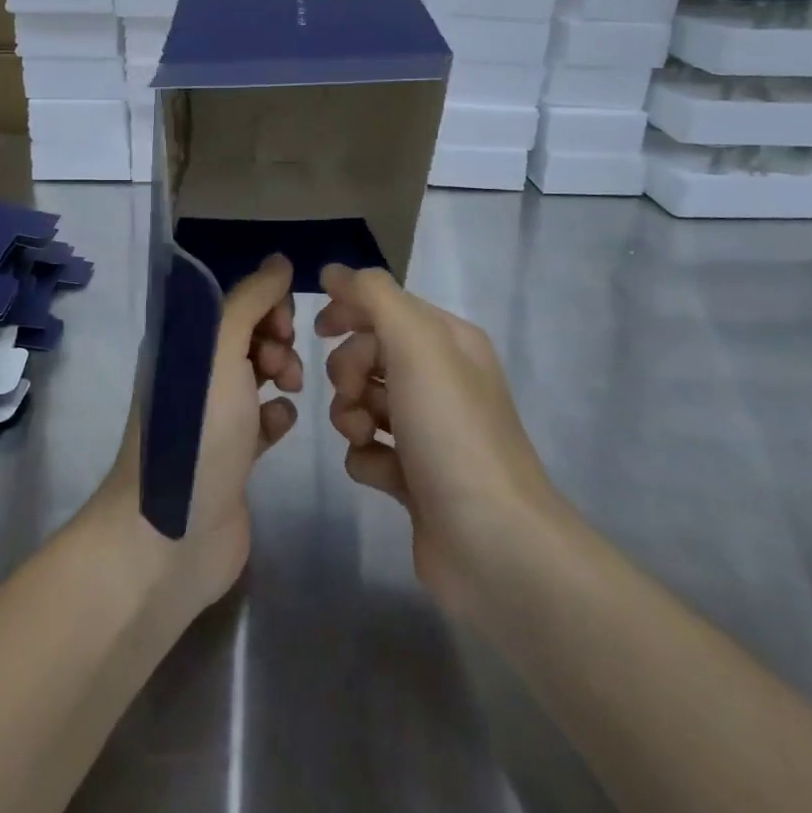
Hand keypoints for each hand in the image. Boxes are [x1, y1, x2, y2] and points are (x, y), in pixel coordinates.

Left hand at [98, 254, 301, 613]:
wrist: (172, 534)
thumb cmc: (196, 432)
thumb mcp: (219, 351)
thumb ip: (250, 301)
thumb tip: (279, 261)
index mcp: (181, 343)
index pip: (229, 300)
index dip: (263, 302)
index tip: (284, 321)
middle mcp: (194, 373)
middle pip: (246, 334)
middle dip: (275, 336)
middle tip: (281, 362)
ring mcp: (212, 416)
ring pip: (258, 374)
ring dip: (281, 371)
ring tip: (288, 388)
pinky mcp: (233, 455)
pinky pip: (263, 419)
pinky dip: (276, 415)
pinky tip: (280, 424)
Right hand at [315, 265, 563, 611]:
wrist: (491, 541)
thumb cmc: (451, 429)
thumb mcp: (416, 343)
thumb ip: (373, 297)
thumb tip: (335, 271)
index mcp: (448, 341)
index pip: (386, 305)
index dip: (350, 310)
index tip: (319, 328)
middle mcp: (441, 379)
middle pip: (369, 353)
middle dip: (349, 370)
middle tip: (354, 394)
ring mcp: (428, 430)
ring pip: (362, 401)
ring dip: (350, 414)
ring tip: (364, 436)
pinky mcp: (414, 476)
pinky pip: (368, 449)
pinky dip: (366, 456)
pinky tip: (382, 473)